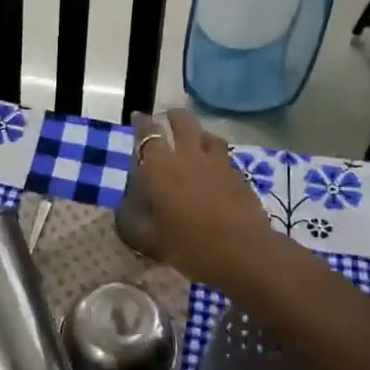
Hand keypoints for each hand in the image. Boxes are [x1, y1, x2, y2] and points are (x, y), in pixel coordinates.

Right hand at [132, 109, 275, 290]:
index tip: (139, 118)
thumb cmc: (190, 246)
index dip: (142, 124)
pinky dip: (215, 156)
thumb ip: (138, 222)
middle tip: (168, 121)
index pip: (148, 135)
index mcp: (160, 168)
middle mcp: (188, 156)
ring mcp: (217, 163)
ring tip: (194, 140)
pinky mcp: (238, 174)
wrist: (242, 252)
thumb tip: (127, 213)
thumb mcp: (153, 240)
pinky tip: (214, 168)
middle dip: (173, 117)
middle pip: (182, 122)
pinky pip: (224, 156)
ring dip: (198, 133)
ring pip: (207, 134)